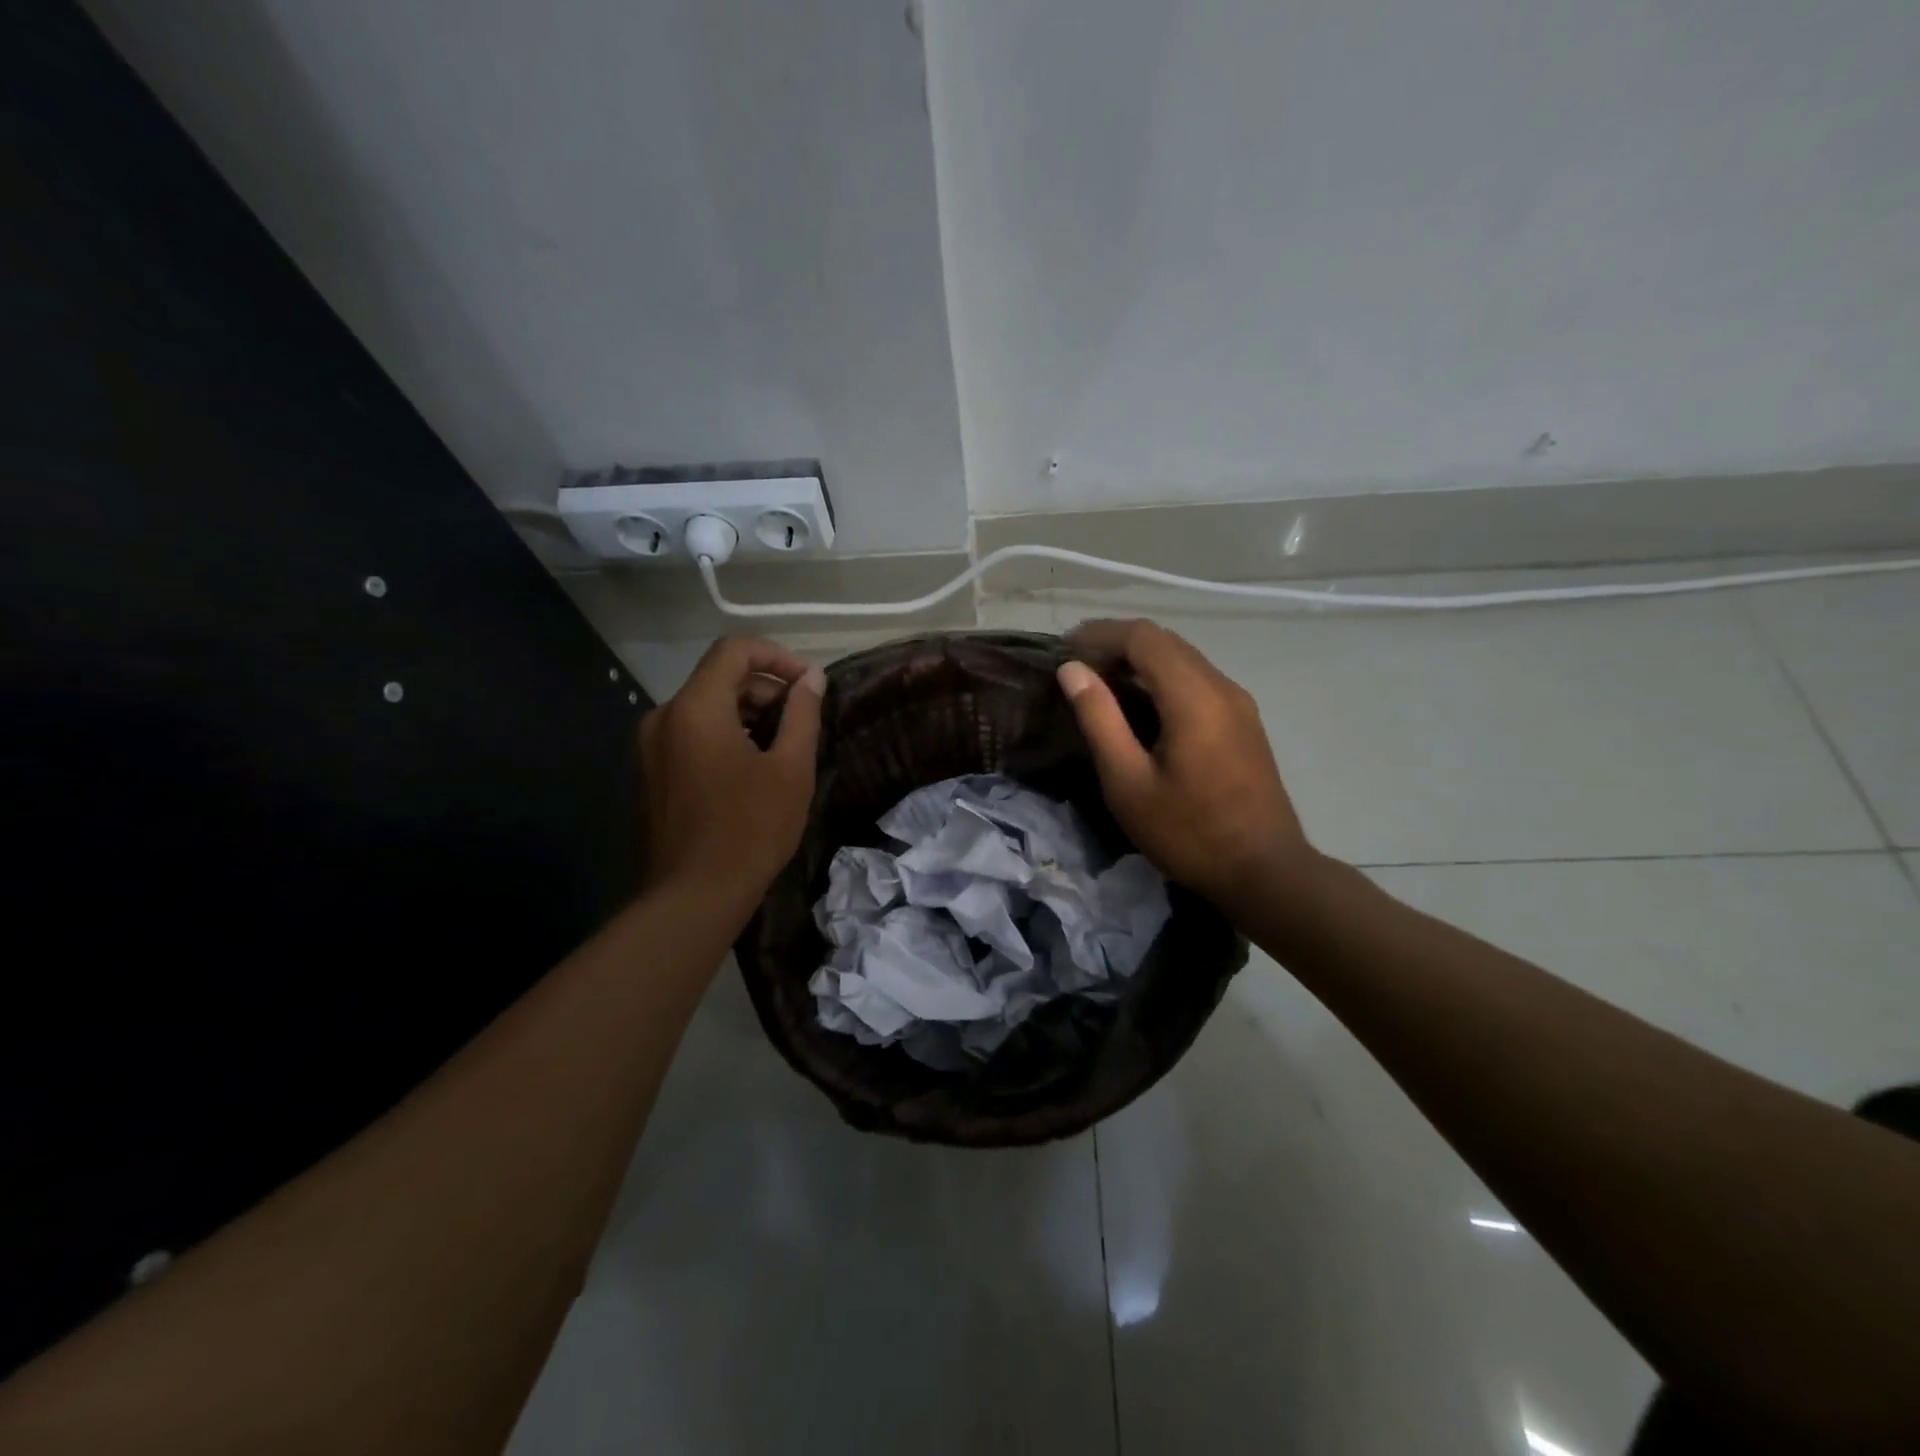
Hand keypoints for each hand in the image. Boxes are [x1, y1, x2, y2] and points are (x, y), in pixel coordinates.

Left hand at [639, 636, 824, 909]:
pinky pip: (690, 734)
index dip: (778, 656)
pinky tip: (751, 769)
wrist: (693, 896)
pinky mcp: (650, 772)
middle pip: (719, 677)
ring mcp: (650, 746)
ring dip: (747, 713)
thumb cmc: (751, 828)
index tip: (808, 684)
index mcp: (696, 707)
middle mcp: (664, 716)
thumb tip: (812, 678)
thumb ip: (802, 714)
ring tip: (782, 747)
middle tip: (801, 720)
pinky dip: (724, 735)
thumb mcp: (791, 768)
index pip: (735, 650)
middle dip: (765, 689)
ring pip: (705, 707)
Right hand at [1057, 619, 1314, 914]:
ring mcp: (1239, 704)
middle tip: (1077, 665)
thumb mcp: (1128, 782)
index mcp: (1194, 696)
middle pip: (1166, 641)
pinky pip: (1198, 680)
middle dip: (1118, 643)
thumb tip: (1073, 671)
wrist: (1265, 872)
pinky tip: (1142, 705)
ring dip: (1141, 660)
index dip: (1100, 634)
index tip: (1064, 649)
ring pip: (1184, 659)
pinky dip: (1163, 678)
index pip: (1143, 637)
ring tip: (1101, 682)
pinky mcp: (1244, 722)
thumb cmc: (1189, 833)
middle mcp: (1222, 687)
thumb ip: (1100, 719)